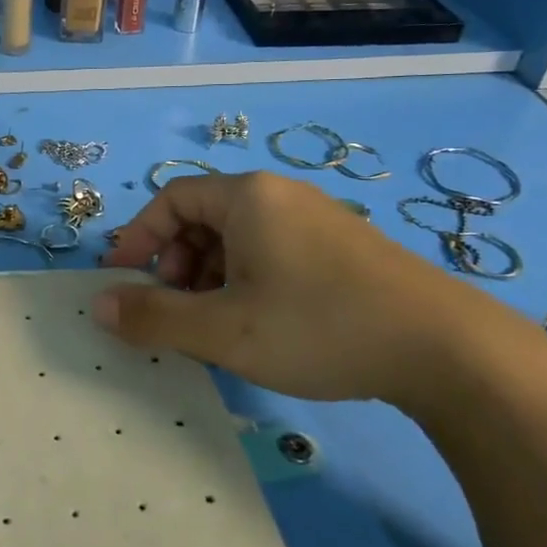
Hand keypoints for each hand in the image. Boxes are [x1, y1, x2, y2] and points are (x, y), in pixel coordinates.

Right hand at [95, 171, 504, 405]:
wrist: (447, 351)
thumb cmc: (318, 327)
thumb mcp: (223, 330)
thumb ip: (154, 317)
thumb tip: (99, 306)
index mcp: (247, 197)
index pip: (170, 200)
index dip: (138, 238)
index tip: (124, 281)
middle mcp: (281, 195)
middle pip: (203, 217)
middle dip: (175, 262)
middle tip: (175, 309)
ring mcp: (318, 219)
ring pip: (239, 238)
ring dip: (210, 276)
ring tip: (216, 324)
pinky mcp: (345, 249)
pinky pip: (273, 252)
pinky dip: (247, 280)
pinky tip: (262, 324)